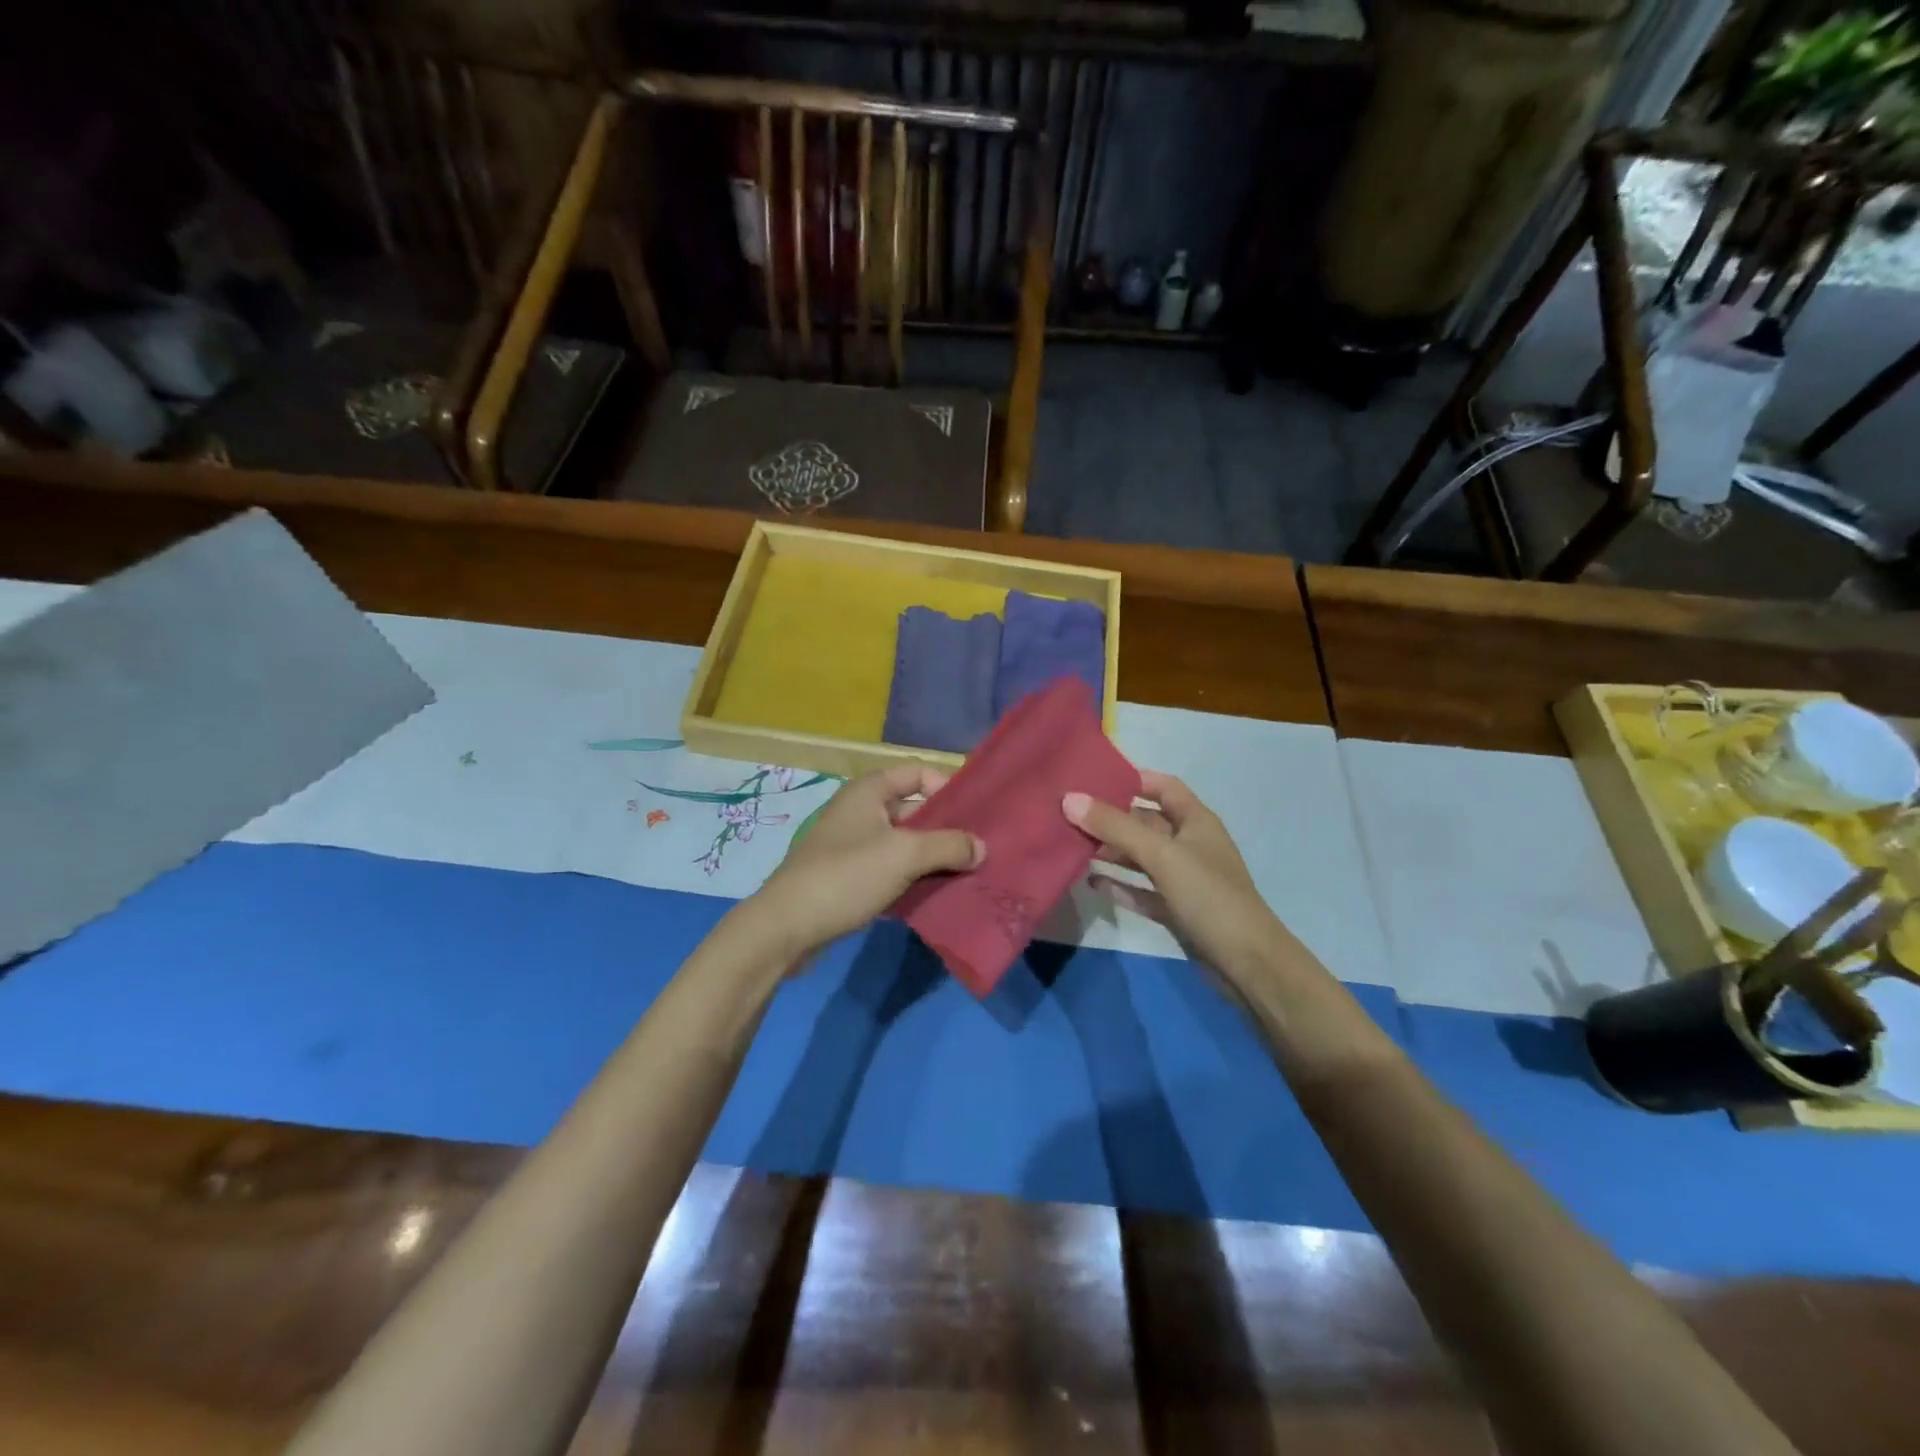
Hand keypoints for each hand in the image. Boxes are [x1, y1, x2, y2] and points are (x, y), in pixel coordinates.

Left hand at [751, 765, 983, 957]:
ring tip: (968, 874)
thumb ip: (948, 846)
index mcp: (869, 791)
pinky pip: (889, 871)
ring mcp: (852, 846)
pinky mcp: (849, 878)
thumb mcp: (904, 855)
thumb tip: (981, 847)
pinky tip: (937, 896)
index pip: (918, 773)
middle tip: (980, 850)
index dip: (948, 787)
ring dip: (931, 858)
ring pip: (903, 845)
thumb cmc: (847, 876)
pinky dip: (912, 880)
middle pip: (913, 810)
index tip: (976, 813)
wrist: (786, 927)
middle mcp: (860, 812)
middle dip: (945, 829)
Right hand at [1063, 772, 1283, 980]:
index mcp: (1196, 821)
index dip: (1133, 779)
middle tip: (1069, 814)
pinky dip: (1119, 885)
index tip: (1093, 778)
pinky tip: (1091, 882)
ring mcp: (1183, 879)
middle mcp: (1190, 845)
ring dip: (1111, 851)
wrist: (1246, 962)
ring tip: (1072, 845)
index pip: (1163, 787)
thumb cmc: (1208, 896)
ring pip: (1141, 856)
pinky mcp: (1175, 909)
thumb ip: (1115, 827)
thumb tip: (1070, 799)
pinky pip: (1141, 890)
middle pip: (1145, 822)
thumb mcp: (1161, 855)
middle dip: (1111, 818)